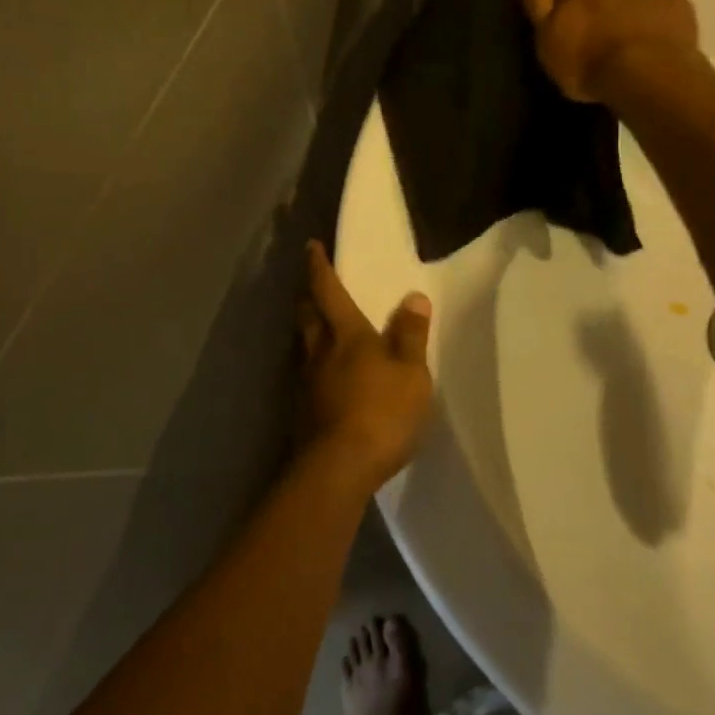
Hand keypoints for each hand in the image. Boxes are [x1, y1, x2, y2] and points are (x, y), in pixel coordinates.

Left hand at [296, 242, 434, 492]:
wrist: (337, 468)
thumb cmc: (381, 412)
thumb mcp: (411, 372)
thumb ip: (411, 335)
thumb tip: (413, 297)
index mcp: (346, 334)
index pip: (328, 290)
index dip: (318, 267)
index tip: (310, 246)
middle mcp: (318, 351)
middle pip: (306, 314)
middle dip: (306, 294)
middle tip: (309, 283)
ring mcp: (305, 382)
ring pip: (301, 344)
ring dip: (306, 328)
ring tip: (315, 325)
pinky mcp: (301, 411)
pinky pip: (304, 374)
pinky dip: (311, 364)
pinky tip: (321, 375)